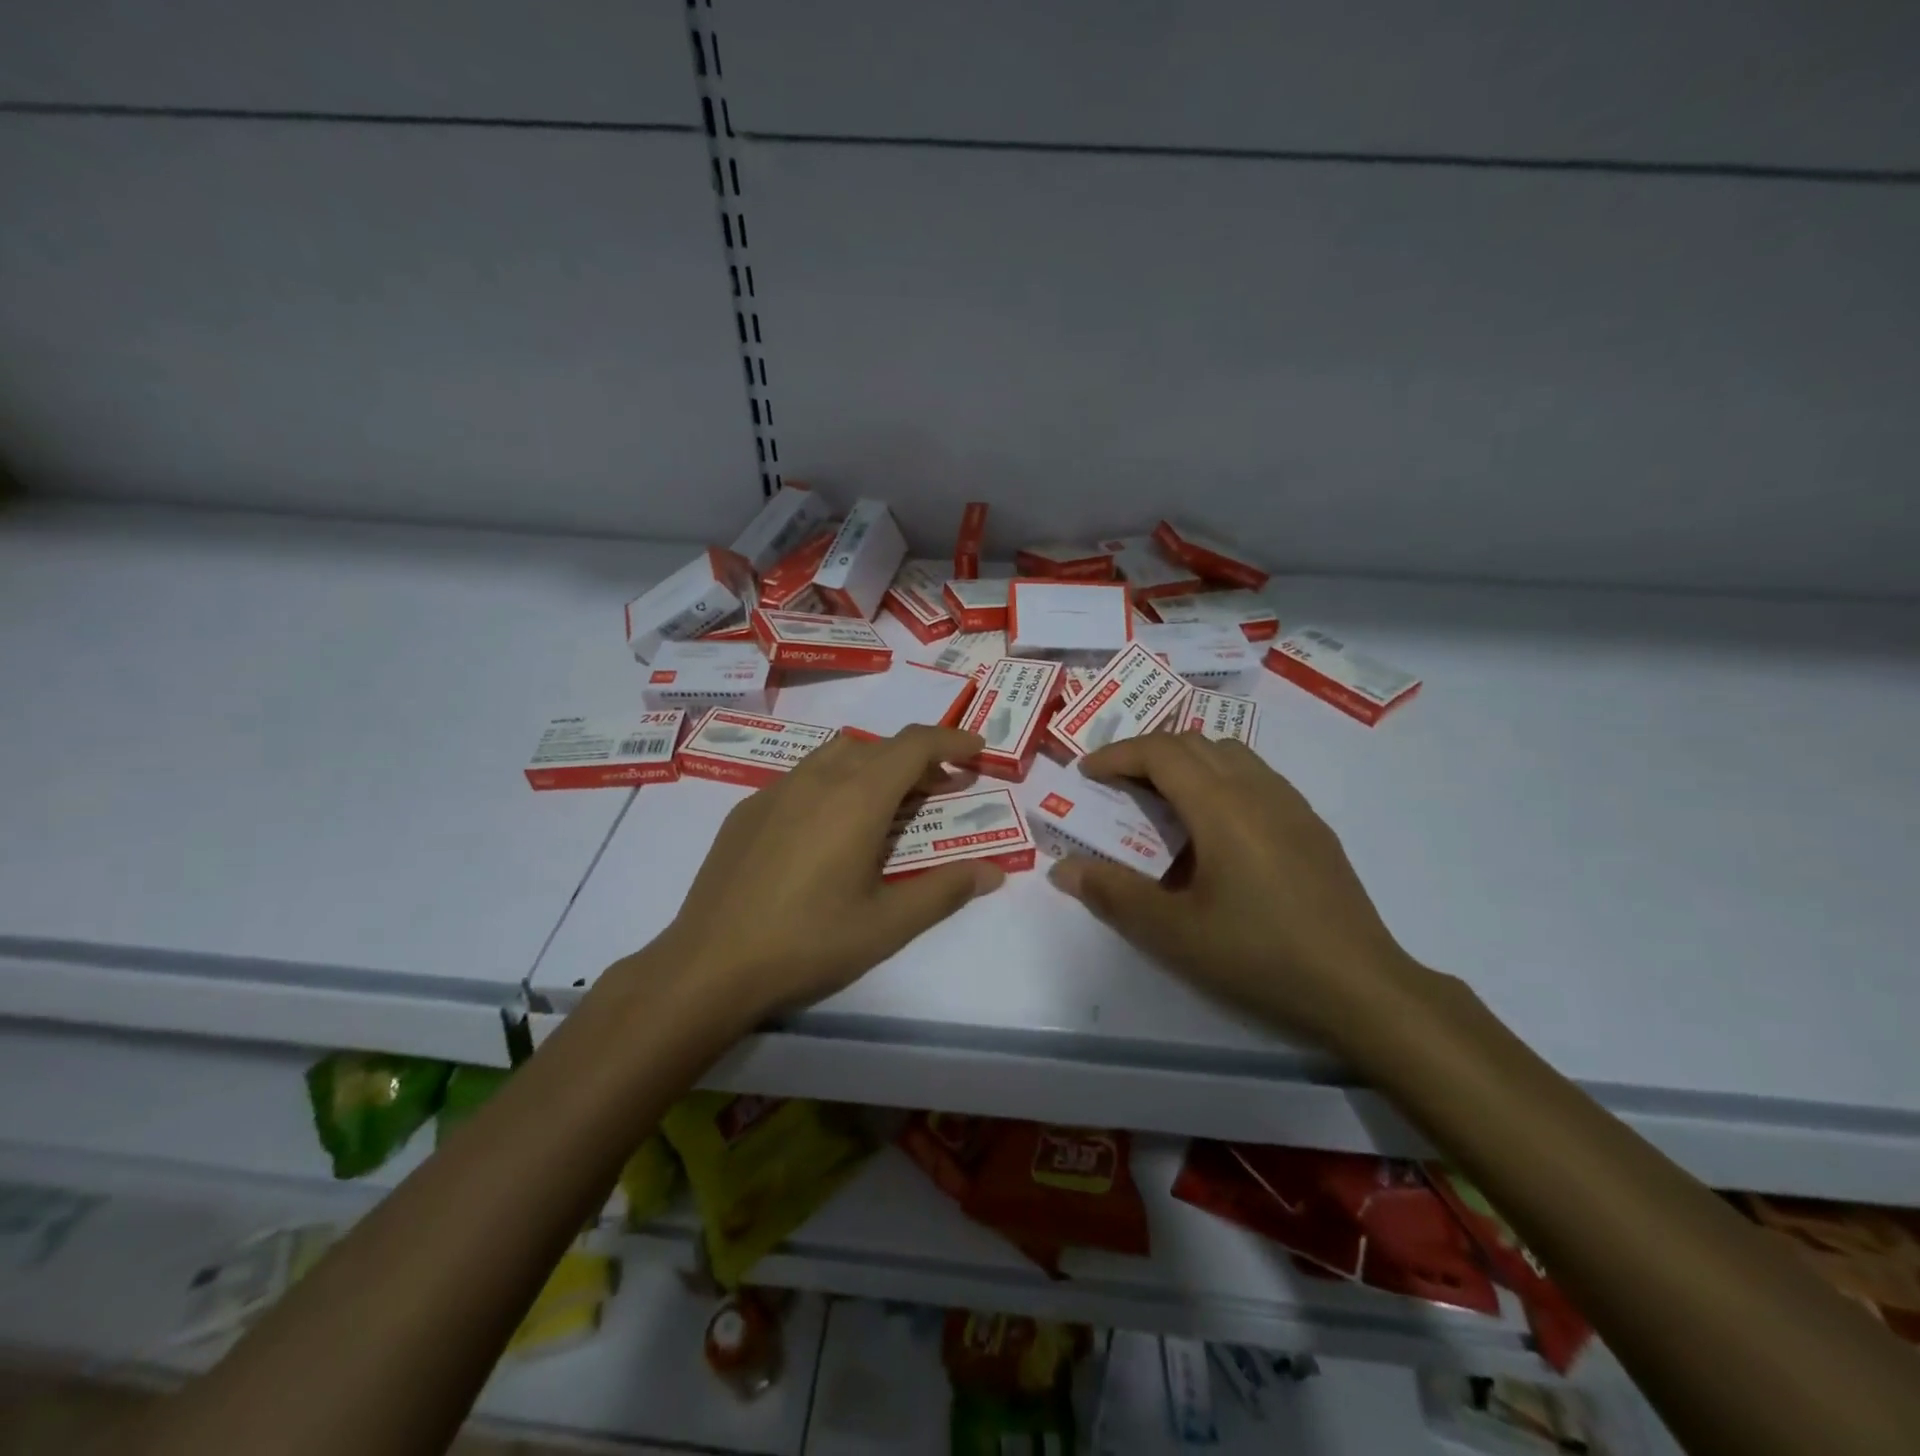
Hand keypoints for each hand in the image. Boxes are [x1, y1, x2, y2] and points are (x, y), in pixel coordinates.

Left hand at [651, 725, 1002, 1024]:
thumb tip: (993, 871)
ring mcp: (776, 789)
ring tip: (889, 804)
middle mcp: (818, 778)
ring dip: (875, 765)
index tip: (977, 749)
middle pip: (879, 746)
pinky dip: (835, 782)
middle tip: (942, 789)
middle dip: (918, 758)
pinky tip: (830, 828)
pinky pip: (804, 776)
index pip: (914, 744)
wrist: (709, 965)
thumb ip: (945, 891)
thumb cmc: (808, 943)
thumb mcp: (887, 924)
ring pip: (838, 754)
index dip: (951, 740)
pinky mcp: (748, 808)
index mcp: (857, 797)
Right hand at [1047, 733, 1434, 1053]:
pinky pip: (1256, 777)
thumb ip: (1114, 894)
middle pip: (1194, 743)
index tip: (1086, 774)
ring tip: (1161, 801)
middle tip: (1116, 786)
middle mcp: (1258, 790)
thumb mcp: (1174, 932)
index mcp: (1221, 806)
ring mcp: (1292, 805)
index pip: (1161, 752)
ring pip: (1229, 754)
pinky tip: (1215, 828)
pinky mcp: (1312, 827)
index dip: (1117, 755)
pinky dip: (1219, 779)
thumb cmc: (1259, 955)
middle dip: (1146, 753)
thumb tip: (1062, 870)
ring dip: (1186, 762)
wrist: (1360, 987)